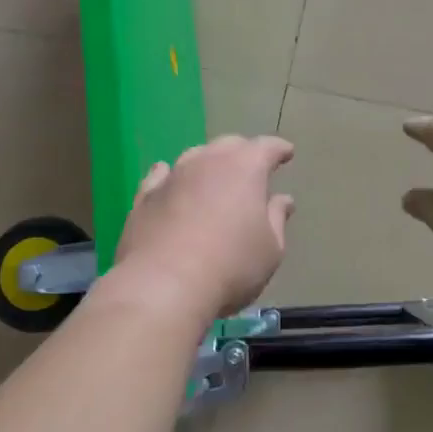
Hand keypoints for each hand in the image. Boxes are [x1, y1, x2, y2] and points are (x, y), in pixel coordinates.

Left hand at [109, 135, 295, 322]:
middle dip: (243, 152)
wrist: (163, 286)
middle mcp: (208, 161)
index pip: (267, 147)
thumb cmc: (231, 267)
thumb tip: (282, 200)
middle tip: (251, 167)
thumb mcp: (270, 249)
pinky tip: (169, 178)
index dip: (279, 149)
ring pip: (195, 156)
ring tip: (213, 175)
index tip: (287, 152)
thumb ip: (277, 219)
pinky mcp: (145, 196)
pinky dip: (171, 175)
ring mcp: (173, 176)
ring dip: (208, 162)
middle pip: (229, 145)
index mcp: (245, 168)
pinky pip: (161, 176)